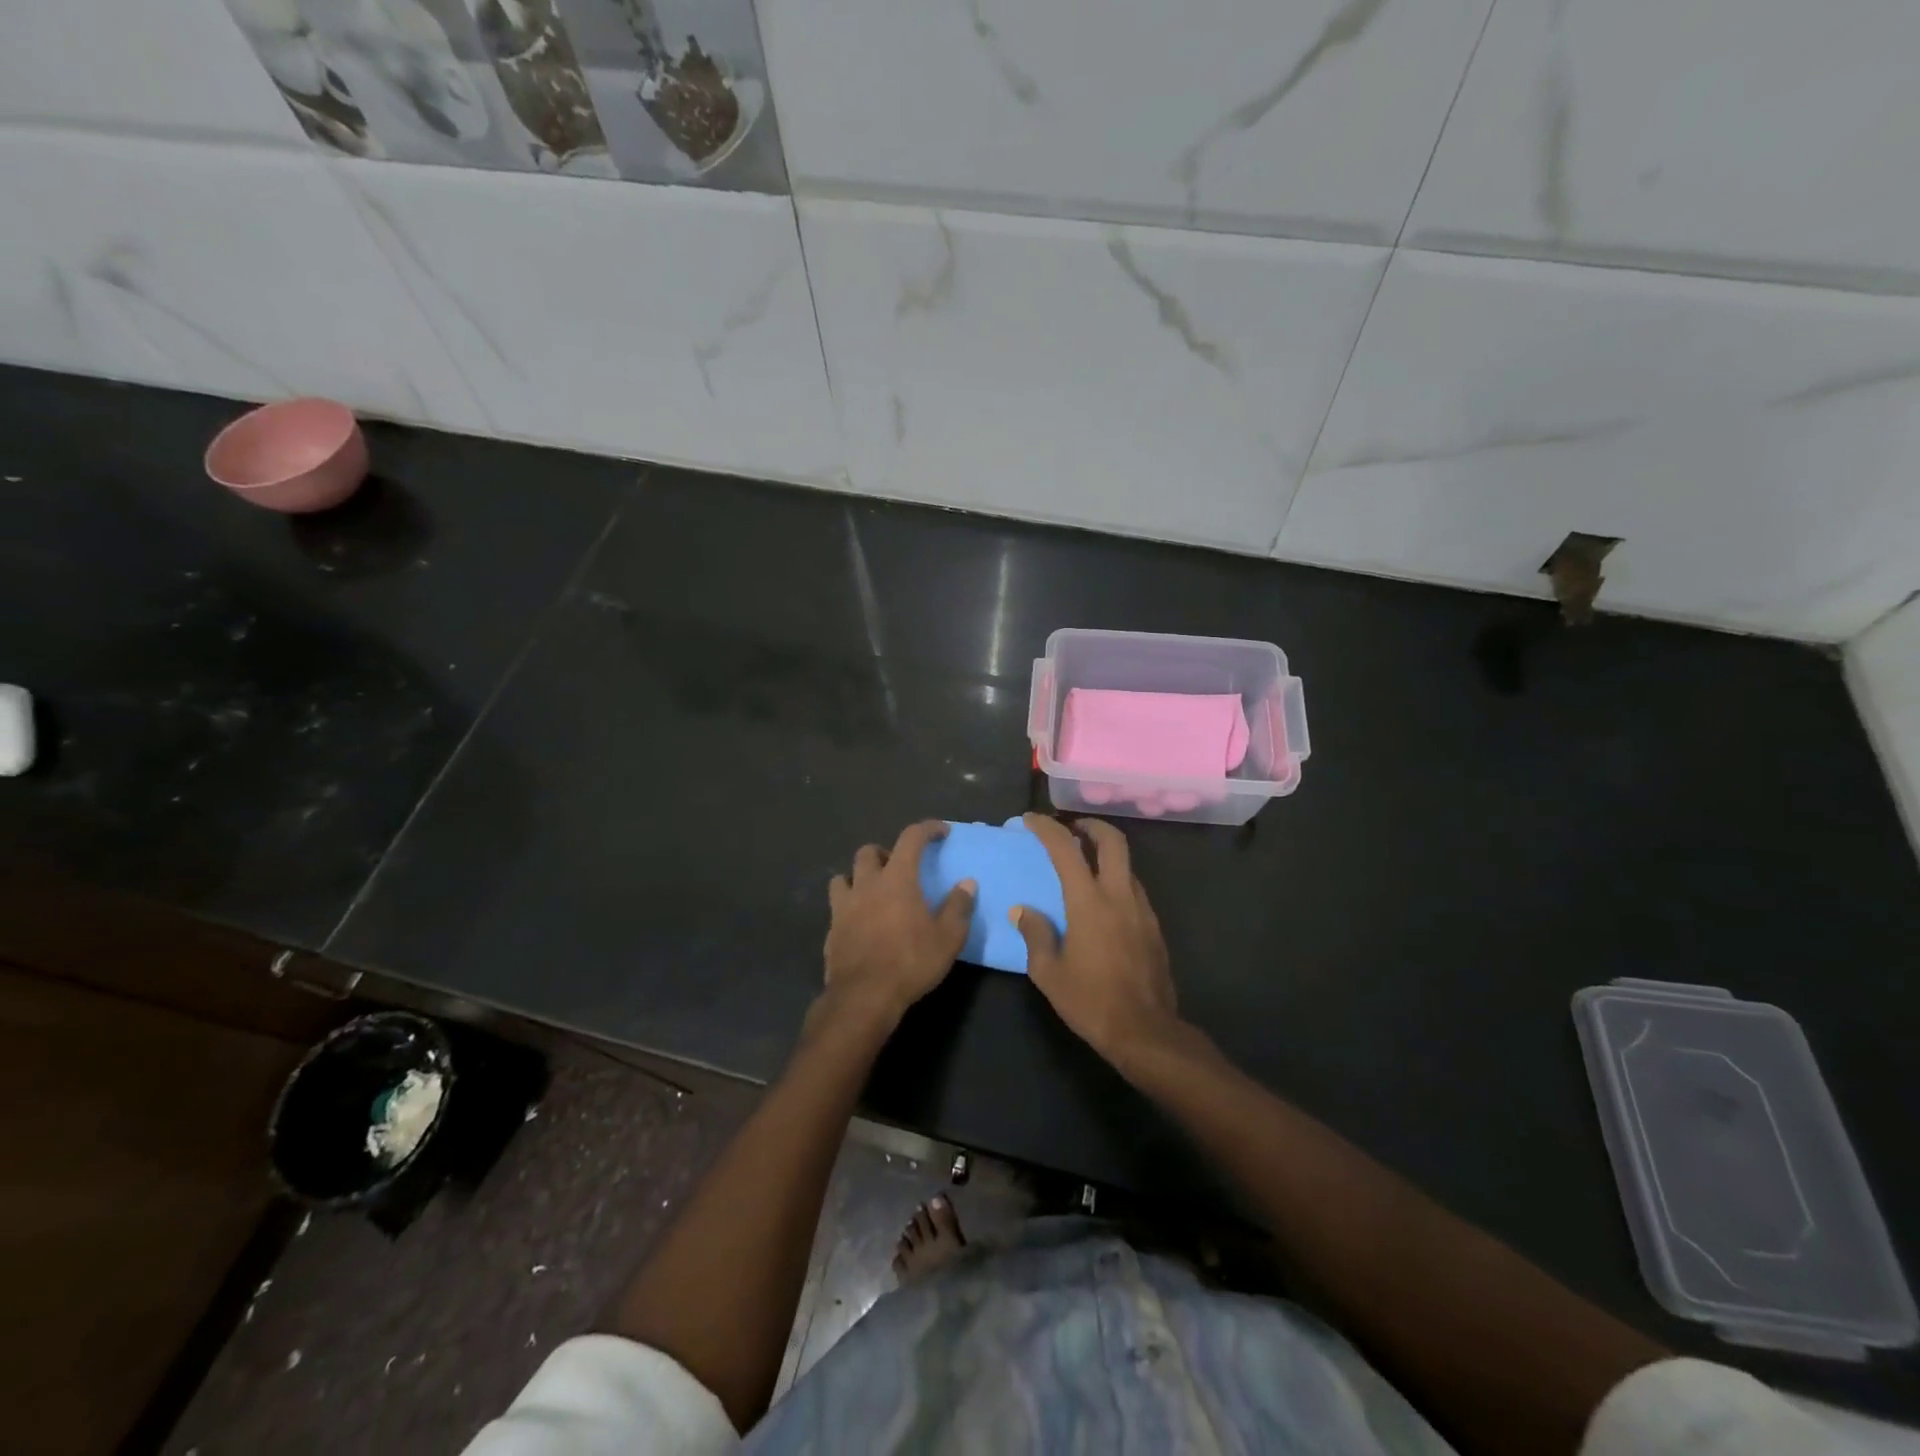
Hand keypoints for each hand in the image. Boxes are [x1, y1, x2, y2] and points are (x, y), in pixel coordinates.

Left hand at [823, 820, 974, 1023]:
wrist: (864, 997)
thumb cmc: (911, 962)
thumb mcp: (948, 938)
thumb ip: (958, 907)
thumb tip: (967, 884)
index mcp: (897, 879)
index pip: (911, 838)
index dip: (927, 829)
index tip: (941, 832)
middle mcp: (866, 884)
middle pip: (868, 851)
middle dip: (885, 852)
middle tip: (900, 868)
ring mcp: (843, 906)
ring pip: (844, 876)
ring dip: (859, 877)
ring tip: (874, 892)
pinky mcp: (831, 929)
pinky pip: (837, 906)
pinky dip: (849, 906)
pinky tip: (860, 923)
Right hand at [1011, 813, 1179, 1064]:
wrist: (1145, 1031)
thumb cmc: (1091, 1001)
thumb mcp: (1048, 972)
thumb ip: (1035, 934)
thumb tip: (1024, 911)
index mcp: (1089, 902)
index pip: (1066, 849)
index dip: (1047, 828)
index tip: (1031, 820)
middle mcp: (1119, 895)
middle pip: (1113, 841)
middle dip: (1091, 825)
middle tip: (1072, 828)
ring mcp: (1142, 909)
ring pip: (1127, 865)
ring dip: (1106, 854)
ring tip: (1085, 864)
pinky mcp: (1154, 926)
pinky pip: (1134, 889)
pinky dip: (1116, 880)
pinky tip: (1103, 901)